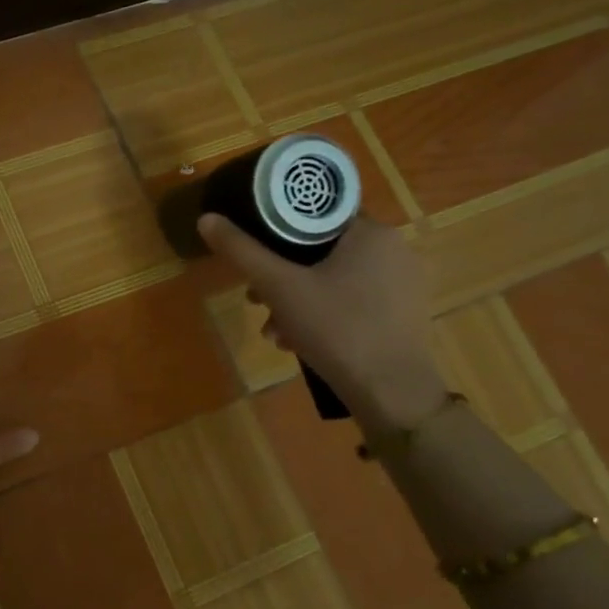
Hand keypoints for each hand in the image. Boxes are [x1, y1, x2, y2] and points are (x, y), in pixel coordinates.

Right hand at [197, 214, 448, 431]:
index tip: (255, 255)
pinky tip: (298, 341)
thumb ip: (242, 251)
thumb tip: (207, 218)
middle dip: (281, 276)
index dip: (278, 231)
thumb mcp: (279, 287)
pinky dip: (322, 313)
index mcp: (371, 232)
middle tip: (256, 300)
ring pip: (333, 278)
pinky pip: (352, 300)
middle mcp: (393, 249)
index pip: (315, 214)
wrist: (391, 393)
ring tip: (273, 330)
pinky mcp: (402, 314)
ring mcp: (402, 284)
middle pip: (320, 250)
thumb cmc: (336, 329)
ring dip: (296, 300)